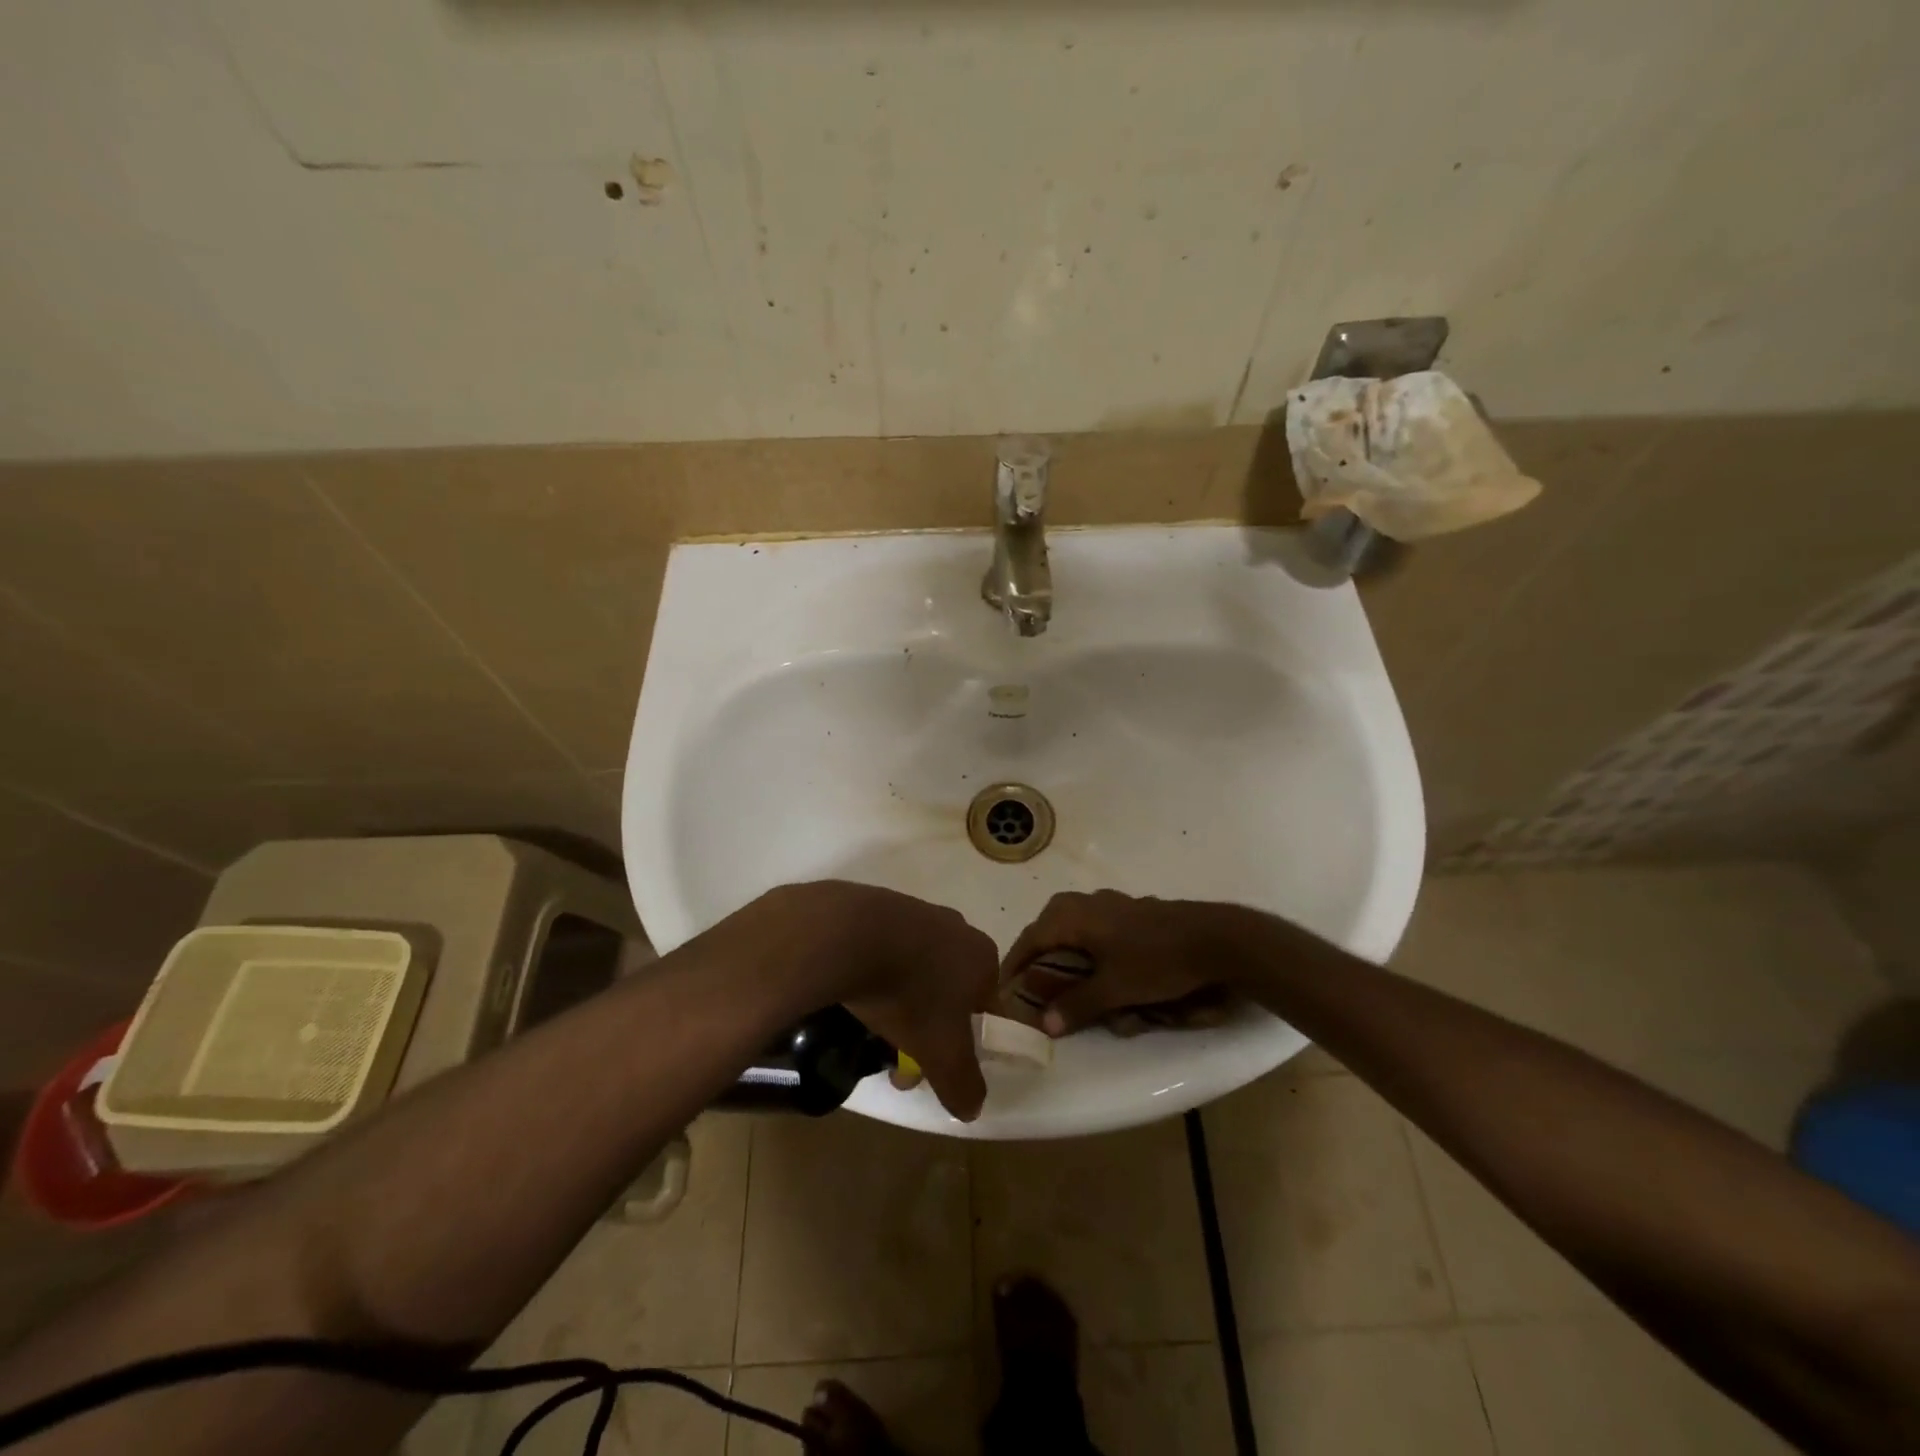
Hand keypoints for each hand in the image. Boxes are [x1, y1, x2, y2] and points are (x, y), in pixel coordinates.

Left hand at [750, 882, 997, 1120]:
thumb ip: (963, 1083)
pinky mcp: (880, 907)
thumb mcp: (941, 1053)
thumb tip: (973, 1109)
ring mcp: (918, 913)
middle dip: (928, 1029)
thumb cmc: (910, 994)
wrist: (850, 935)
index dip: (966, 1044)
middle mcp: (958, 929)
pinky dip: (878, 975)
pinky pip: (888, 951)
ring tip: (872, 1033)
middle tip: (899, 1060)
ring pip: (918, 972)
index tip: (937, 1067)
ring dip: (902, 1005)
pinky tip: (857, 994)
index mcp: (983, 957)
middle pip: (950, 991)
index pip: (987, 1007)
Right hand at [1001, 890, 1290, 1035]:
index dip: (1014, 966)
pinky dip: (1088, 949)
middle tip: (1034, 987)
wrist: (1214, 938)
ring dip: (1065, 953)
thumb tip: (1045, 1024)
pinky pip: (1095, 928)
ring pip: (1072, 927)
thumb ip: (1077, 1005)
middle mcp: (1084, 902)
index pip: (1029, 940)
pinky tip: (1102, 969)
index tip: (1003, 989)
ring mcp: (1109, 904)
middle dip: (1039, 958)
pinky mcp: (1130, 912)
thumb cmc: (1156, 961)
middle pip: (1048, 930)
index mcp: (1071, 916)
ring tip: (1064, 982)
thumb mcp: (1115, 990)